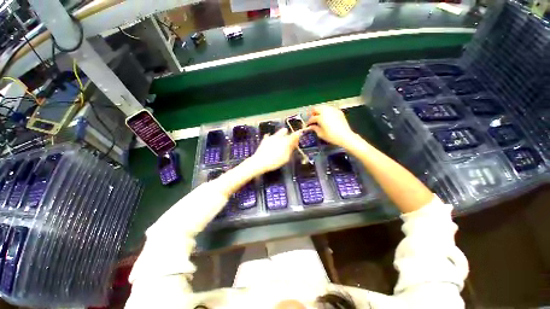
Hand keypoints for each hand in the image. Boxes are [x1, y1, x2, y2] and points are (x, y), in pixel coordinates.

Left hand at [249, 128, 300, 173]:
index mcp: (285, 141)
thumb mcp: (286, 157)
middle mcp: (278, 136)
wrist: (259, 162)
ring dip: (280, 136)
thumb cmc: (275, 161)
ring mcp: (270, 137)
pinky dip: (272, 139)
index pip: (294, 135)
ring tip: (279, 143)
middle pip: (284, 131)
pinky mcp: (264, 140)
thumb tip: (294, 143)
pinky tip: (271, 144)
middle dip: (287, 134)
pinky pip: (270, 137)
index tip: (298, 137)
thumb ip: (290, 149)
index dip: (297, 135)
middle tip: (288, 140)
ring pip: (277, 133)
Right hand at [306, 106, 354, 147]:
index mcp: (321, 117)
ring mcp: (333, 110)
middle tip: (313, 119)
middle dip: (313, 113)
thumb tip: (311, 126)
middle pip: (316, 108)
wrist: (345, 136)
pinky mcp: (338, 111)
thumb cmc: (332, 136)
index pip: (312, 118)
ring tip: (319, 117)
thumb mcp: (321, 134)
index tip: (308, 125)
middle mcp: (326, 112)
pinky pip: (330, 109)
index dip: (309, 122)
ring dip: (319, 111)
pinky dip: (326, 111)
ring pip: (323, 107)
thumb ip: (315, 128)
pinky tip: (327, 117)